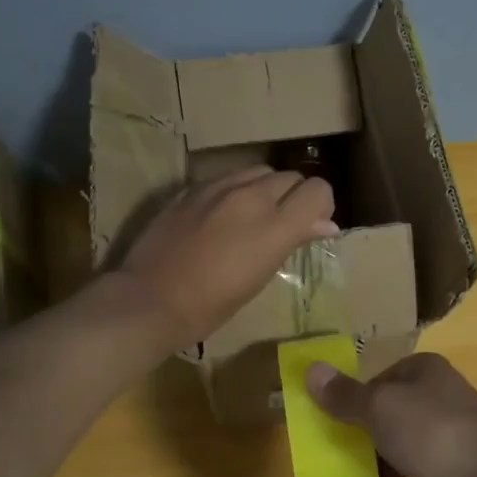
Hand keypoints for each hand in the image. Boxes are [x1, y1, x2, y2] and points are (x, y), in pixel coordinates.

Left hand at [117, 167, 336, 349]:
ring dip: (265, 189)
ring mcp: (217, 187)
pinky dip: (235, 191)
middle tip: (282, 225)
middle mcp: (250, 196)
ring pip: (259, 171)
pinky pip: (227, 178)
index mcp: (274, 225)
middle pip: (291, 177)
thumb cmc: (211, 305)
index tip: (311, 226)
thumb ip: (293, 241)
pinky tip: (220, 216)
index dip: (321, 206)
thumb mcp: (261, 276)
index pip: (318, 190)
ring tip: (251, 217)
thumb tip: (326, 225)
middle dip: (294, 197)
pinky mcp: (191, 188)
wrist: (150, 300)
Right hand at [306, 353, 476, 476]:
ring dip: (383, 466)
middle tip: (335, 453)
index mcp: (426, 372)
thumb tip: (311, 369)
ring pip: (410, 449)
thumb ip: (345, 395)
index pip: (383, 377)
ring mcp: (457, 439)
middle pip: (395, 413)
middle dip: (366, 434)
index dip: (356, 396)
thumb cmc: (433, 434)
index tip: (331, 419)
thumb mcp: (379, 408)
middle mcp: (444, 399)